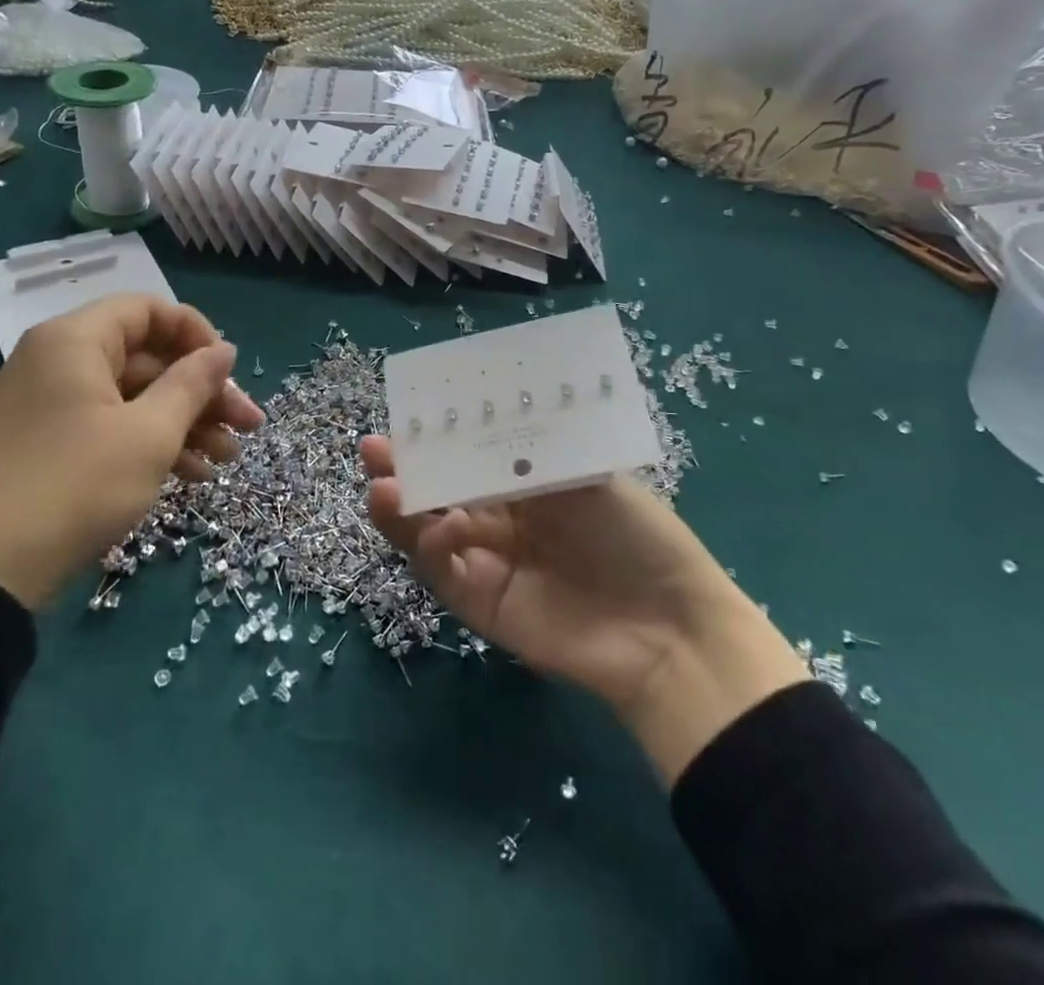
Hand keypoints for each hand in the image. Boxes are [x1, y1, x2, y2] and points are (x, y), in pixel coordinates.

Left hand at [0, 297, 263, 610]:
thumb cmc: (75, 485)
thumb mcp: (149, 434)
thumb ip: (192, 384)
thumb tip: (224, 350)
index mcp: (75, 341)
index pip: (148, 310)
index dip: (197, 334)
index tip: (230, 372)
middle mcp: (59, 362)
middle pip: (148, 358)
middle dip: (203, 392)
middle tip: (248, 425)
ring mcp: (51, 405)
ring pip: (134, 397)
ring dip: (186, 423)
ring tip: (229, 458)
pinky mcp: (49, 444)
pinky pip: (111, 426)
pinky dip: (152, 443)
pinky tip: (194, 475)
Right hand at [362, 438, 808, 784]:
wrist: (669, 626)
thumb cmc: (635, 533)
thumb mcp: (584, 474)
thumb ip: (524, 456)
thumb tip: (469, 429)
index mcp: (527, 485)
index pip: (468, 456)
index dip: (436, 439)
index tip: (408, 416)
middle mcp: (502, 521)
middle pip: (438, 492)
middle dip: (404, 470)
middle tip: (374, 450)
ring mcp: (488, 564)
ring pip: (428, 533)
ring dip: (402, 510)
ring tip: (383, 487)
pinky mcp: (481, 605)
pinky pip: (443, 571)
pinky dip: (431, 548)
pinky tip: (439, 528)